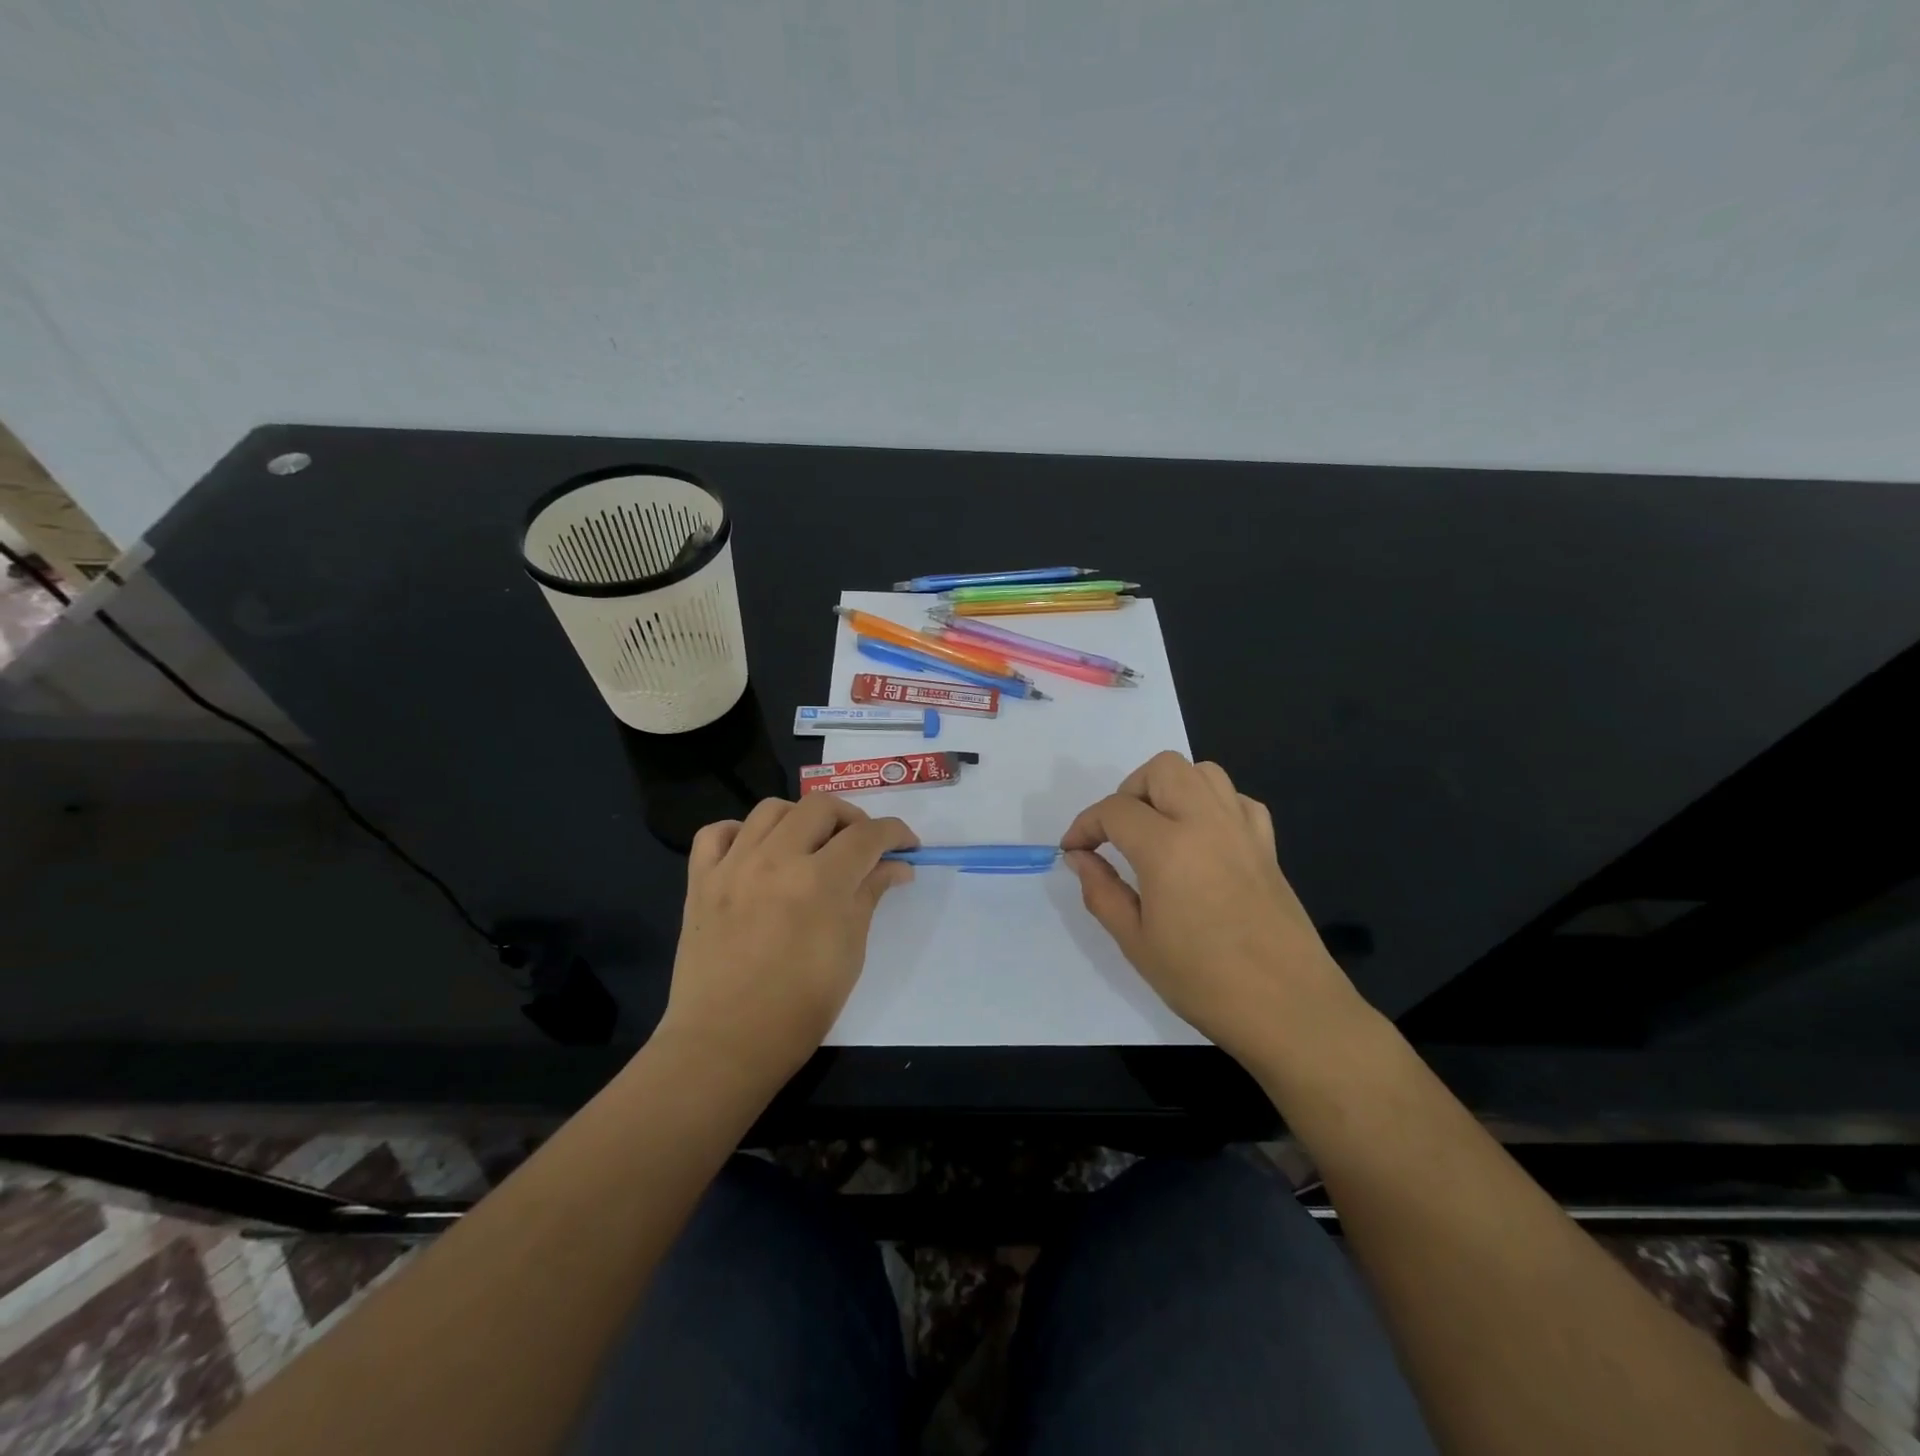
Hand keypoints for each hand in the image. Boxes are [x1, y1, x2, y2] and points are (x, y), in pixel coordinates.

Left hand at [660, 796, 916, 1084]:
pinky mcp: (700, 880)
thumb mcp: (850, 951)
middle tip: (862, 845)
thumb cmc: (800, 1008)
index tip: (907, 845)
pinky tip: (755, 852)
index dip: (895, 833)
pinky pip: (716, 833)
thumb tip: (896, 866)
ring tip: (811, 844)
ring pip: (771, 808)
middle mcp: (775, 859)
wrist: (726, 1044)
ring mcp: (732, 866)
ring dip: (801, 818)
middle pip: (821, 806)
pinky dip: (740, 832)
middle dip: (852, 818)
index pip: (867, 835)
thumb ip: (870, 896)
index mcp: (820, 881)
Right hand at [1061, 751, 1361, 1064]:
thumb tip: (1079, 857)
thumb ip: (1101, 890)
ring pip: (1204, 772)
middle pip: (1162, 769)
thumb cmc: (1202, 981)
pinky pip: (1238, 800)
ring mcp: (1243, 831)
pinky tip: (1202, 838)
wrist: (1287, 1009)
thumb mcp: (1135, 941)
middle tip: (1117, 832)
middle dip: (1130, 791)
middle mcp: (1206, 823)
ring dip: (1172, 788)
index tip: (1074, 850)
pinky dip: (1213, 805)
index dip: (1085, 825)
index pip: (1115, 810)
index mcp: (1167, 847)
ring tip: (1158, 827)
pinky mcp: (1268, 846)